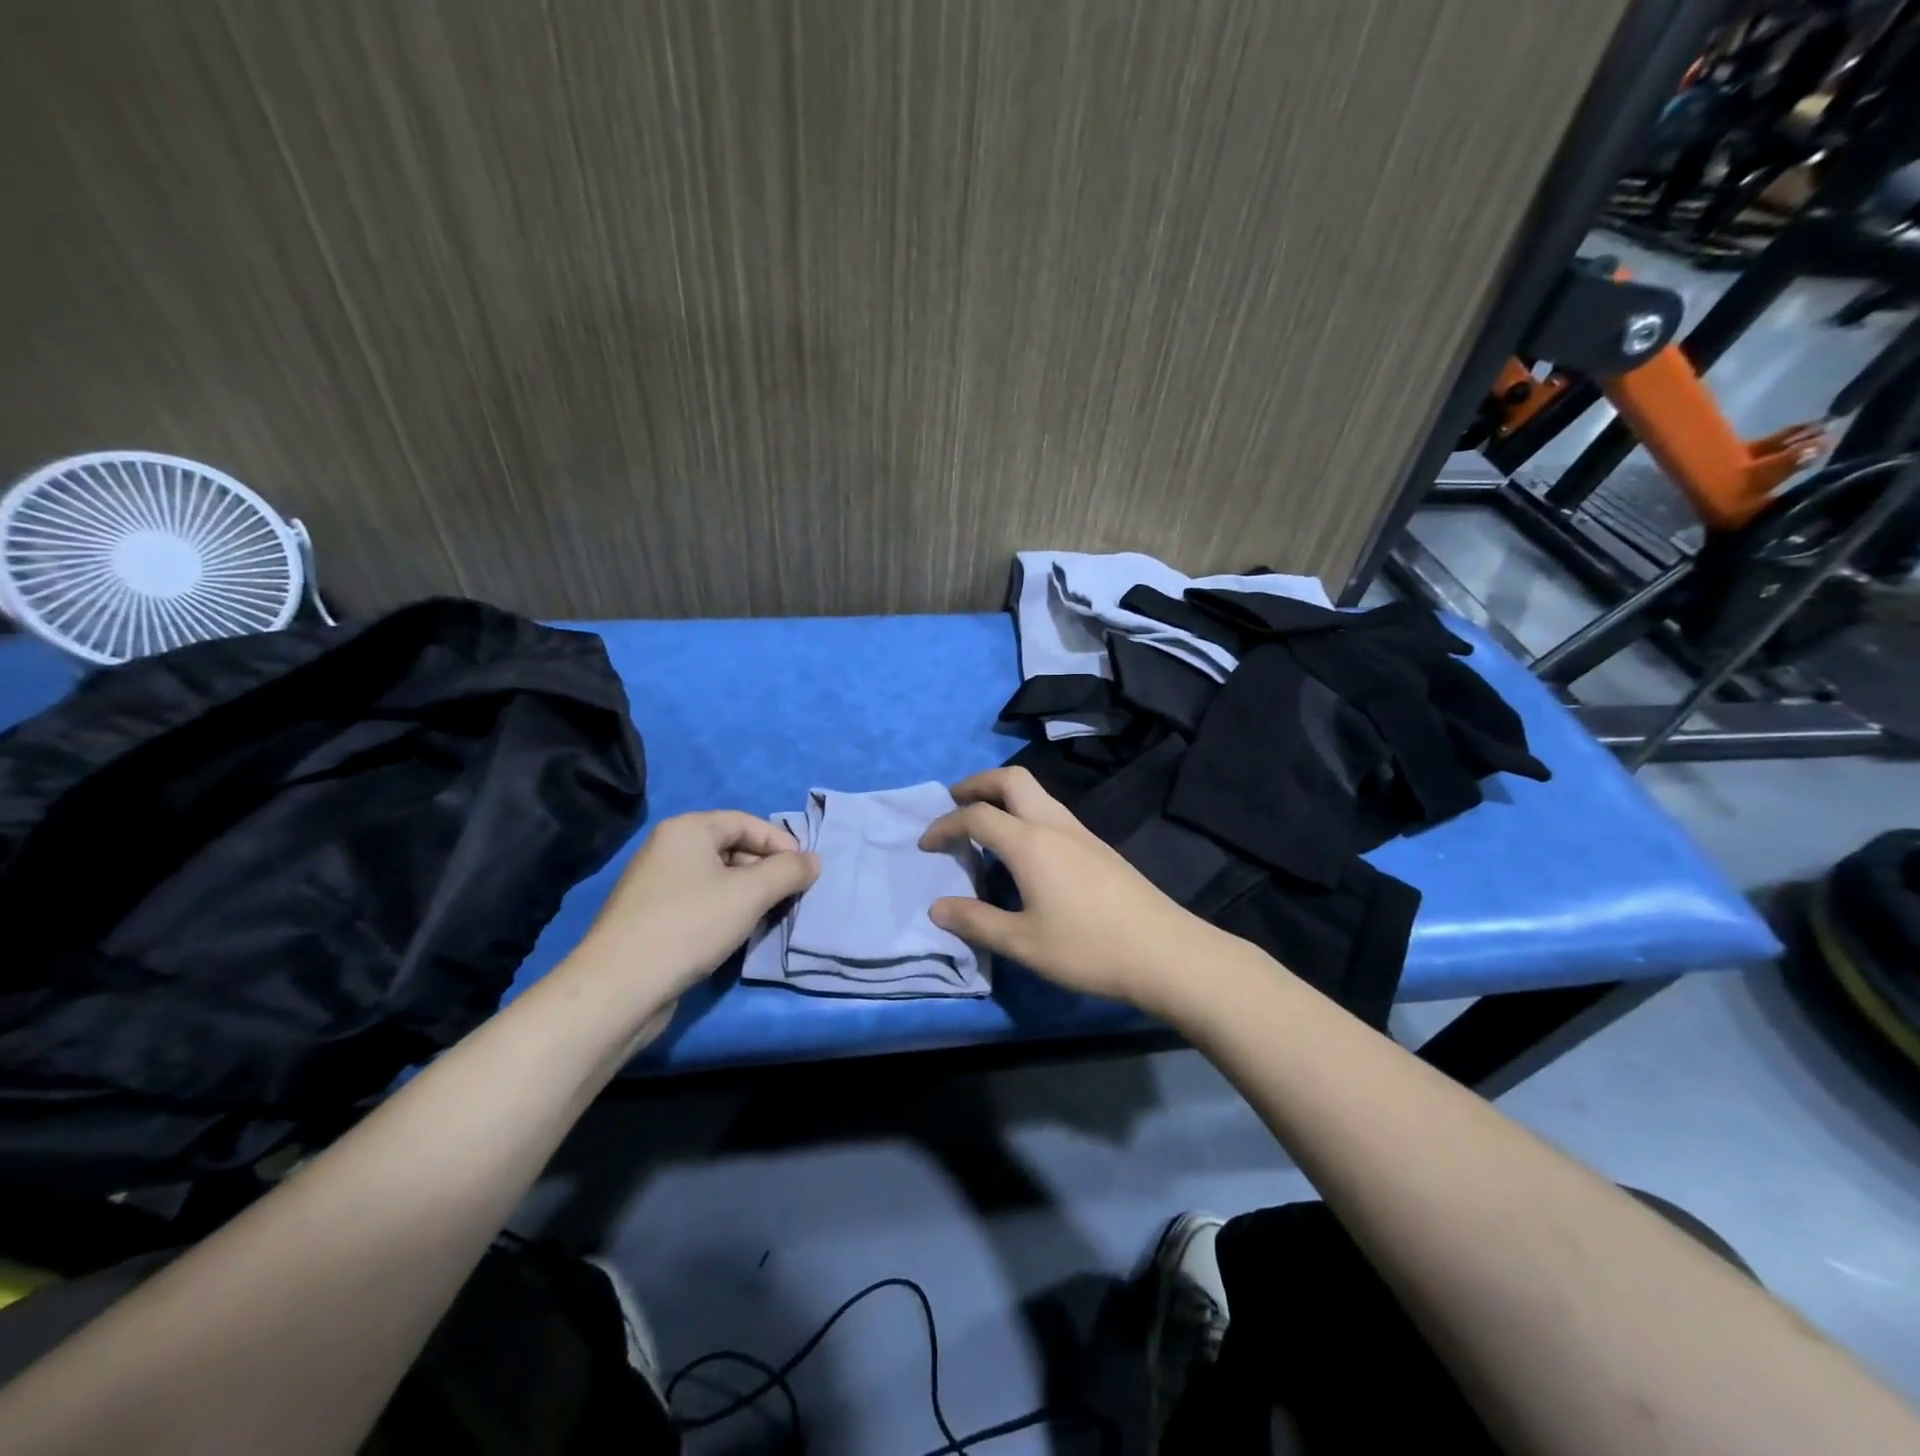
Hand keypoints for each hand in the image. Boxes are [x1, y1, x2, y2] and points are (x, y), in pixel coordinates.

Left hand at [579, 811, 819, 999]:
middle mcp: (667, 849)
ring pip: (716, 878)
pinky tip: (738, 933)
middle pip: (731, 848)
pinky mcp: (651, 918)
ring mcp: (655, 885)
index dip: (780, 842)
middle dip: (766, 869)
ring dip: (748, 893)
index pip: (745, 822)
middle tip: (791, 895)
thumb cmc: (690, 925)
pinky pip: (700, 902)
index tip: (805, 870)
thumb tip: (814, 861)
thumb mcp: (750, 893)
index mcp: (687, 830)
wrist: (620, 987)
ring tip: (769, 915)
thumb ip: (789, 872)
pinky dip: (725, 911)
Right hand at [919, 767, 1227, 1010]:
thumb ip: (977, 922)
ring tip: (985, 824)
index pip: (976, 816)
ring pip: (1035, 792)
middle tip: (955, 803)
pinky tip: (1024, 849)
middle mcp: (1054, 825)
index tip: (926, 845)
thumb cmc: (1089, 948)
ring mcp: (1081, 833)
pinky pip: (1051, 812)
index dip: (945, 825)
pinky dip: (1024, 812)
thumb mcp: (1023, 943)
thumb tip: (937, 907)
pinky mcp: (1098, 847)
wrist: (1166, 951)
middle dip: (977, 783)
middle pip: (1011, 779)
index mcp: (1030, 843)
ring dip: (1003, 796)